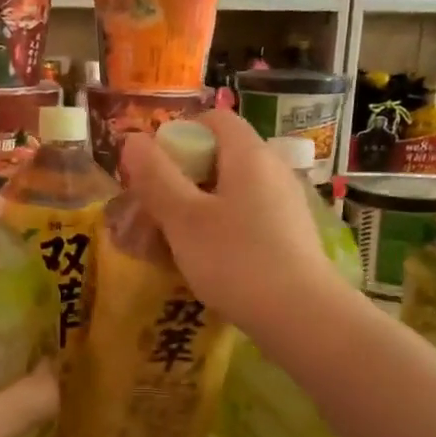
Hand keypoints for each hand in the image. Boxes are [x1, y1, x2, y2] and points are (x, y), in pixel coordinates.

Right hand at [118, 109, 338, 330]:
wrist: (302, 317)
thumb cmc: (236, 260)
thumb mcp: (184, 219)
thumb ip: (156, 177)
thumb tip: (133, 139)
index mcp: (249, 155)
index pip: (214, 119)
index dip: (179, 134)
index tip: (153, 168)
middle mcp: (273, 170)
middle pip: (221, 156)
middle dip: (182, 179)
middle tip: (154, 211)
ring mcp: (286, 204)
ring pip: (232, 192)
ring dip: (198, 209)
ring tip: (173, 243)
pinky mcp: (291, 235)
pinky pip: (248, 218)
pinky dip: (221, 230)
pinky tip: (206, 262)